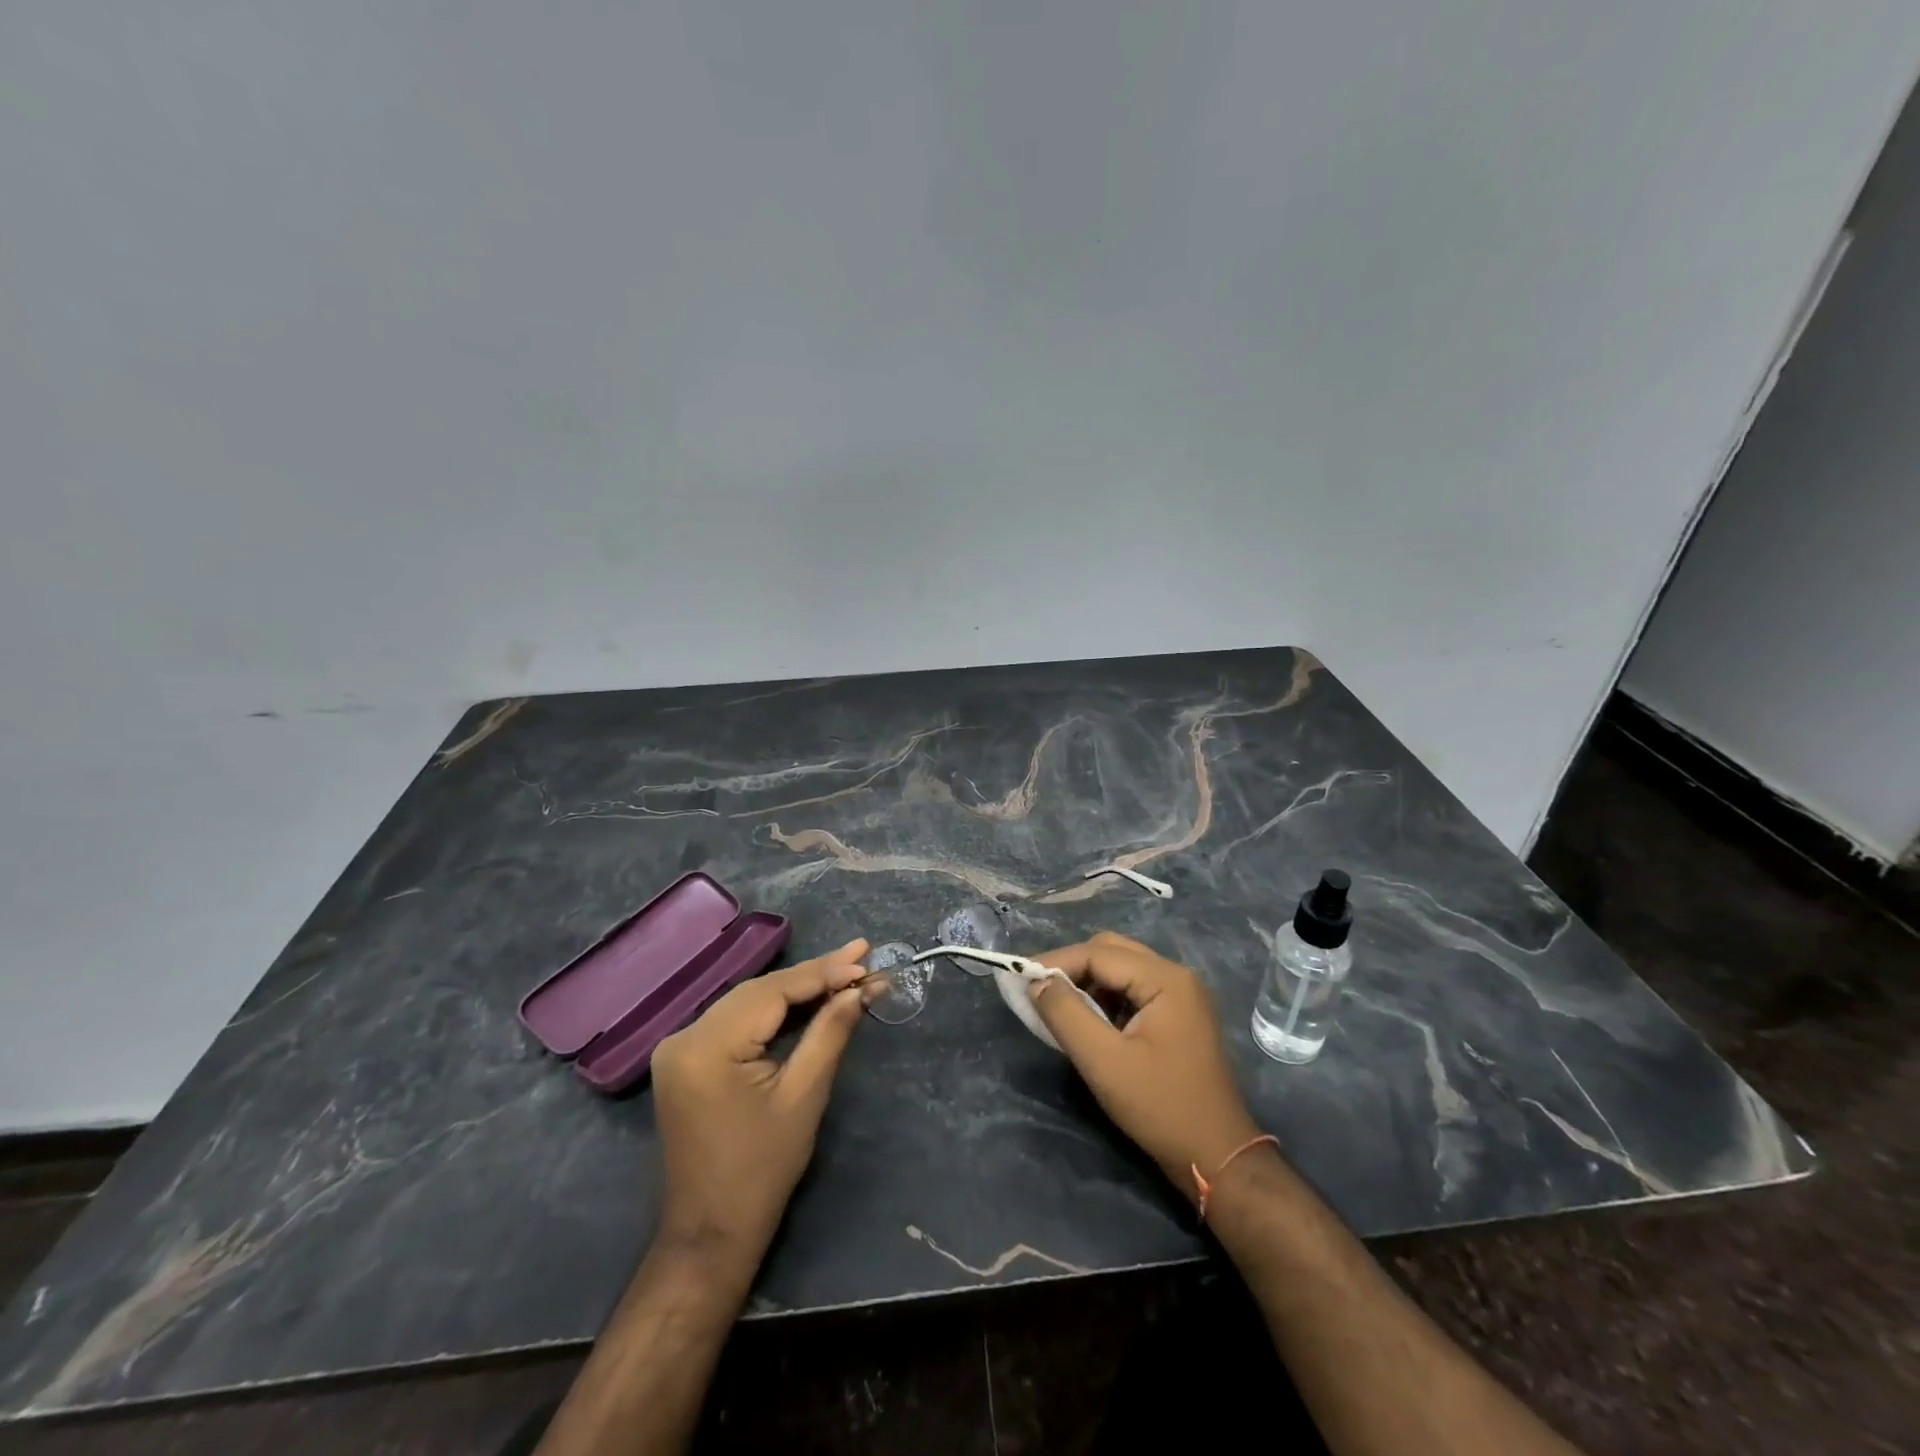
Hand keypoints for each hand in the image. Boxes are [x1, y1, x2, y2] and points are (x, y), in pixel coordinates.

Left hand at [651, 939, 870, 1266]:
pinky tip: (808, 998)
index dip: (823, 971)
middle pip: (760, 991)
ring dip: (797, 988)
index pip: (773, 991)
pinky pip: (737, 1020)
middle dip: (814, 974)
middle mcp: (684, 1036)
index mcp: (706, 1047)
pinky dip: (774, 1010)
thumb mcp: (803, 1097)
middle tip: (862, 956)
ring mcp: (680, 1046)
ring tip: (846, 969)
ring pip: (749, 1001)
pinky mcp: (687, 1058)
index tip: (866, 956)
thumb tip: (862, 988)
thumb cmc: (761, 1171)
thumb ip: (830, 1032)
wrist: (710, 1234)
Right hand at [1029, 932, 1264, 1196]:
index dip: (1056, 962)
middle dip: (1072, 967)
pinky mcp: (1179, 1014)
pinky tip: (1090, 1022)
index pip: (1099, 953)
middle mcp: (1176, 975)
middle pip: (1111, 951)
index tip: (1020, 978)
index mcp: (1165, 979)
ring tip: (1060, 1007)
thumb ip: (1066, 1015)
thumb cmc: (1160, 1108)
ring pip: (1121, 969)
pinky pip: (1133, 989)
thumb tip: (1036, 982)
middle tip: (1039, 991)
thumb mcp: (1104, 1062)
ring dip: (1088, 982)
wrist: (1217, 1157)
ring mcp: (1181, 994)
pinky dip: (1106, 998)